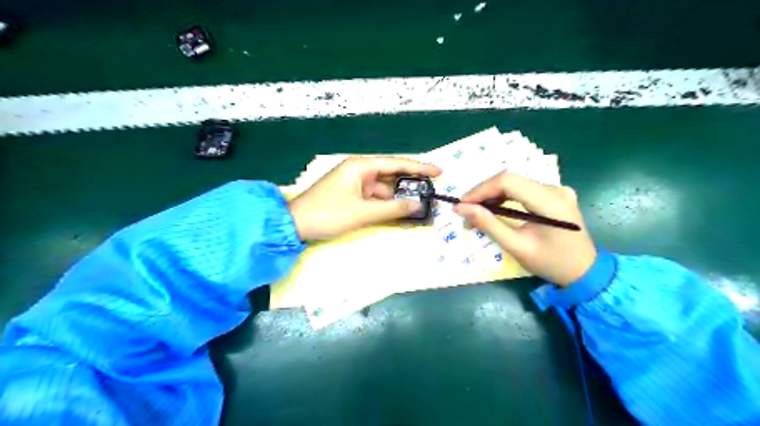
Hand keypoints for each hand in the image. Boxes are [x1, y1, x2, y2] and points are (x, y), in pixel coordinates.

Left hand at [292, 157, 442, 240]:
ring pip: (384, 188)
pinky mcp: (352, 196)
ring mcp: (355, 184)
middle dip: (411, 183)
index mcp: (361, 166)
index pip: (397, 163)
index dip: (419, 167)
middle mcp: (360, 171)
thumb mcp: (363, 212)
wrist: (295, 225)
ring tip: (422, 204)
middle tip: (433, 190)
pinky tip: (401, 211)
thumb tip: (419, 205)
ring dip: (400, 197)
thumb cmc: (328, 214)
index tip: (439, 171)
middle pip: (392, 174)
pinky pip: (375, 198)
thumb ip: (393, 209)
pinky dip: (387, 205)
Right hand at [453, 171, 595, 285]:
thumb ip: (489, 224)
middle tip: (465, 210)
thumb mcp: (517, 247)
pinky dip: (504, 198)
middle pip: (510, 180)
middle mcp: (555, 188)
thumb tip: (461, 208)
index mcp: (550, 201)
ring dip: (492, 195)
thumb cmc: (552, 263)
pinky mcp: (554, 195)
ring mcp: (557, 190)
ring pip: (515, 183)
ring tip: (476, 212)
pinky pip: (523, 190)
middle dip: (483, 193)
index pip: (508, 181)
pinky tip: (494, 209)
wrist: (586, 272)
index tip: (461, 204)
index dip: (481, 190)